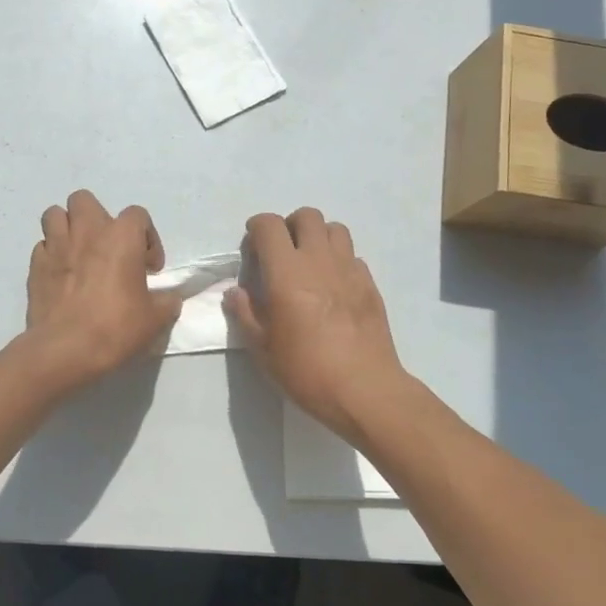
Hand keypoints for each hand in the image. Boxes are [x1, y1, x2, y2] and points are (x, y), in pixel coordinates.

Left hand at [22, 190, 182, 389]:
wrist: (65, 350)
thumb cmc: (115, 328)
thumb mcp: (154, 319)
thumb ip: (166, 302)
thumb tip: (169, 299)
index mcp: (121, 237)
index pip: (138, 215)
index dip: (147, 238)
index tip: (148, 268)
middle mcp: (86, 231)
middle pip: (85, 200)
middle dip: (96, 218)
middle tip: (107, 247)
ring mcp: (56, 246)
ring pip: (55, 214)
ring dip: (67, 228)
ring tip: (78, 252)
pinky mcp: (35, 266)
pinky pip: (42, 246)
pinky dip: (52, 254)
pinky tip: (61, 275)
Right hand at [224, 208, 408, 442]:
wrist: (364, 389)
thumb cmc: (305, 370)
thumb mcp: (262, 348)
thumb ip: (245, 313)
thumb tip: (235, 292)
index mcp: (287, 272)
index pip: (269, 226)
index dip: (257, 228)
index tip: (252, 246)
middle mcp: (319, 260)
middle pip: (306, 216)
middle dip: (289, 225)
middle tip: (281, 251)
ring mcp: (349, 269)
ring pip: (335, 229)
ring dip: (318, 236)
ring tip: (309, 262)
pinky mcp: (370, 284)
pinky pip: (353, 256)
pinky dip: (339, 260)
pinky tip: (333, 286)